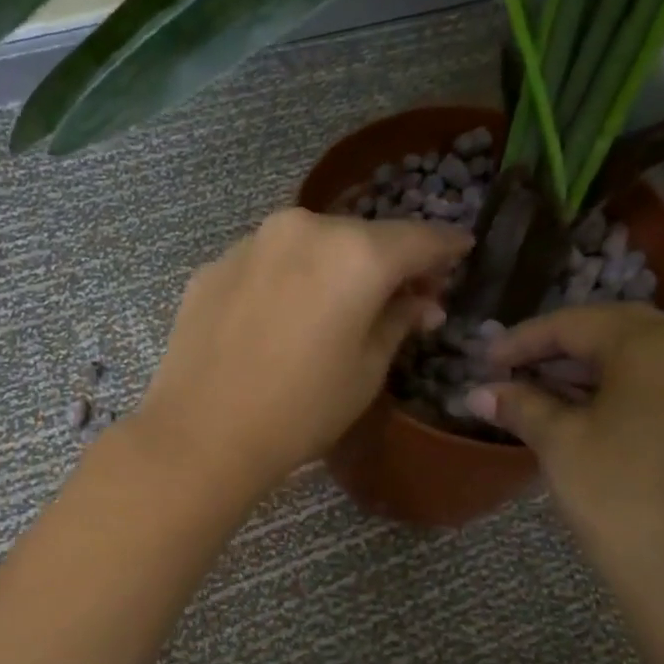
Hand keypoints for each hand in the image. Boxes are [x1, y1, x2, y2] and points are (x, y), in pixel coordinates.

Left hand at [133, 208, 471, 498]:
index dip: (445, 247)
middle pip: (362, 236)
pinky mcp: (214, 265)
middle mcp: (303, 229)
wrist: (201, 434)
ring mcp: (251, 242)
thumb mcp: (366, 371)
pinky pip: (269, 263)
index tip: (461, 252)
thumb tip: (420, 301)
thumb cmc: (300, 410)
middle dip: (388, 261)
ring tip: (341, 305)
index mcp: (354, 254)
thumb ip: (398, 322)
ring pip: (312, 244)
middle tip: (404, 293)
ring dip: (335, 267)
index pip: (417, 238)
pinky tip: (284, 317)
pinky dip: (289, 279)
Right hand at [468, 305, 663, 612]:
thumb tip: (477, 391)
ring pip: (647, 361)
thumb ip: (520, 406)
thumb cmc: (620, 496)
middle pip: (617, 333)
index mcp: (658, 342)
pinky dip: (627, 392)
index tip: (486, 359)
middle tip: (513, 374)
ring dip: (593, 373)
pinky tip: (593, 417)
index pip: (578, 323)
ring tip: (544, 397)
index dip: (524, 339)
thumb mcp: (561, 443)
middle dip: (560, 351)